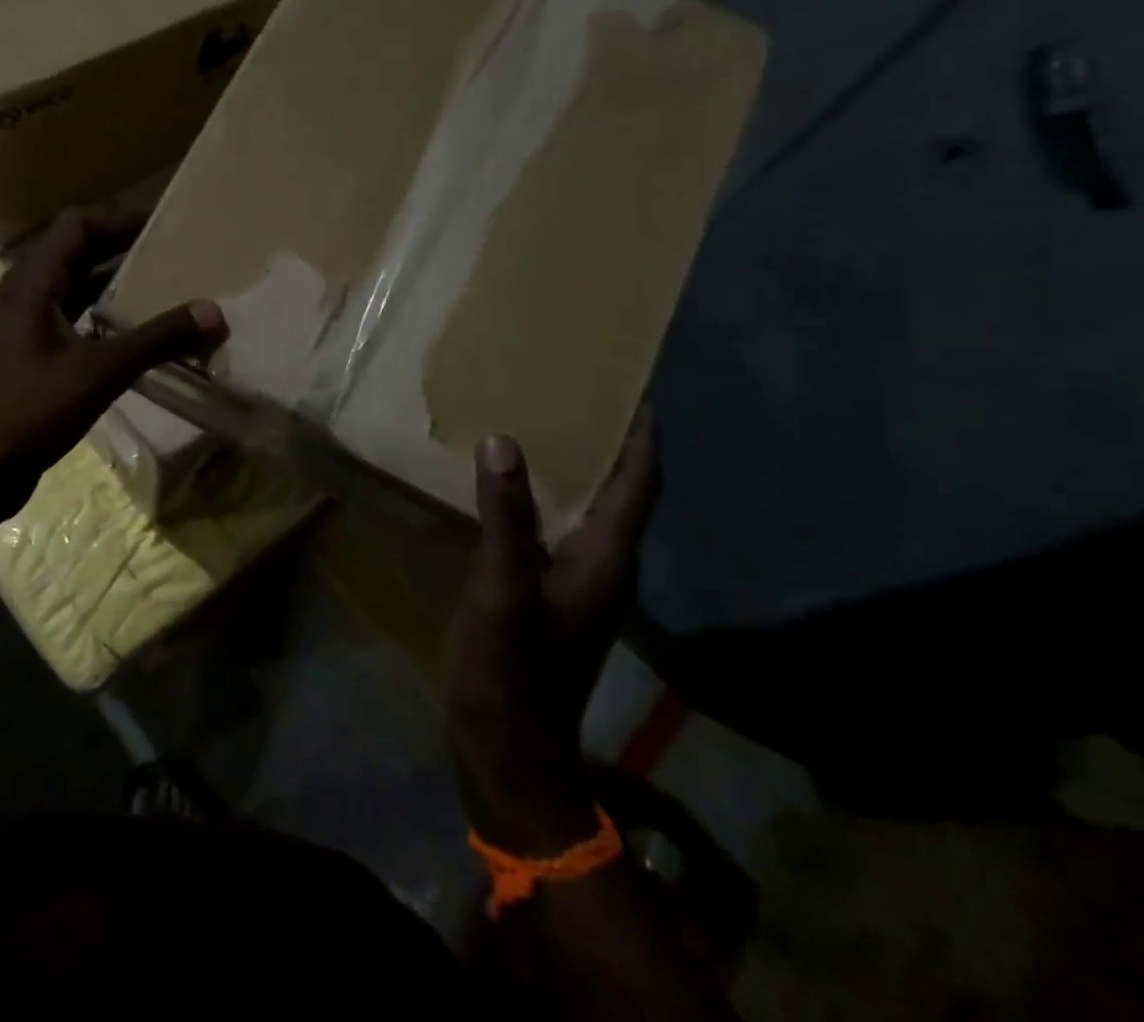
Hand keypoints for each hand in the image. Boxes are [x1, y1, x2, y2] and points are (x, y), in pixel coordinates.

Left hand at [0, 209, 226, 524]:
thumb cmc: (27, 411)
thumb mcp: (99, 372)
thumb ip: (157, 340)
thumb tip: (214, 312)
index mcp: (31, 284)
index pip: (76, 226)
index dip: (119, 219)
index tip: (165, 225)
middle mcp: (22, 296)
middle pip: (74, 254)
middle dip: (121, 250)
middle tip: (171, 256)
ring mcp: (20, 329)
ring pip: (71, 291)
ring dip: (111, 286)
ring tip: (160, 291)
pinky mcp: (25, 359)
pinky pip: (68, 322)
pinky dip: (99, 320)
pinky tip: (131, 339)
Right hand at [446, 412, 660, 853]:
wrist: (507, 755)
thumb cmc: (511, 673)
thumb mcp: (502, 591)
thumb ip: (505, 518)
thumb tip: (504, 441)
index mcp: (604, 560)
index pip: (638, 484)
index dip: (641, 436)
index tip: (634, 387)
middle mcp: (601, 567)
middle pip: (619, 491)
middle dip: (606, 441)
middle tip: (574, 391)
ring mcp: (574, 585)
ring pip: (586, 510)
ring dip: (573, 467)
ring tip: (539, 423)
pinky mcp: (547, 596)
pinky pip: (554, 528)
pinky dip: (542, 497)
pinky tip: (506, 485)